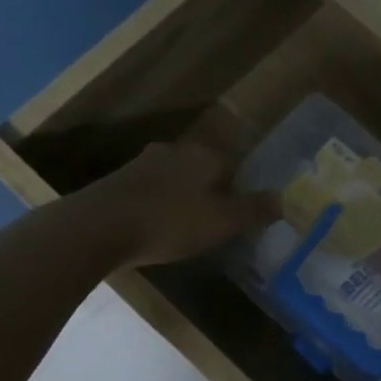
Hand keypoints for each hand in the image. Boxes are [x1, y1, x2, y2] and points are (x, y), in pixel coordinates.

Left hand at [88, 142, 275, 267]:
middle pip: (203, 169)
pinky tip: (156, 229)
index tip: (243, 213)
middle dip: (211, 191)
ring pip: (174, 179)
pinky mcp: (117, 184)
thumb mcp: (222, 221)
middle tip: (217, 221)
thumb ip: (253, 209)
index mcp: (204, 155)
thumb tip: (283, 198)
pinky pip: (149, 193)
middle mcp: (174, 152)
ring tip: (187, 228)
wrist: (96, 228)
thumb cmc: (170, 222)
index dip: (242, 188)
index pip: (234, 164)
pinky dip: (158, 207)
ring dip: (182, 199)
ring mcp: (141, 165)